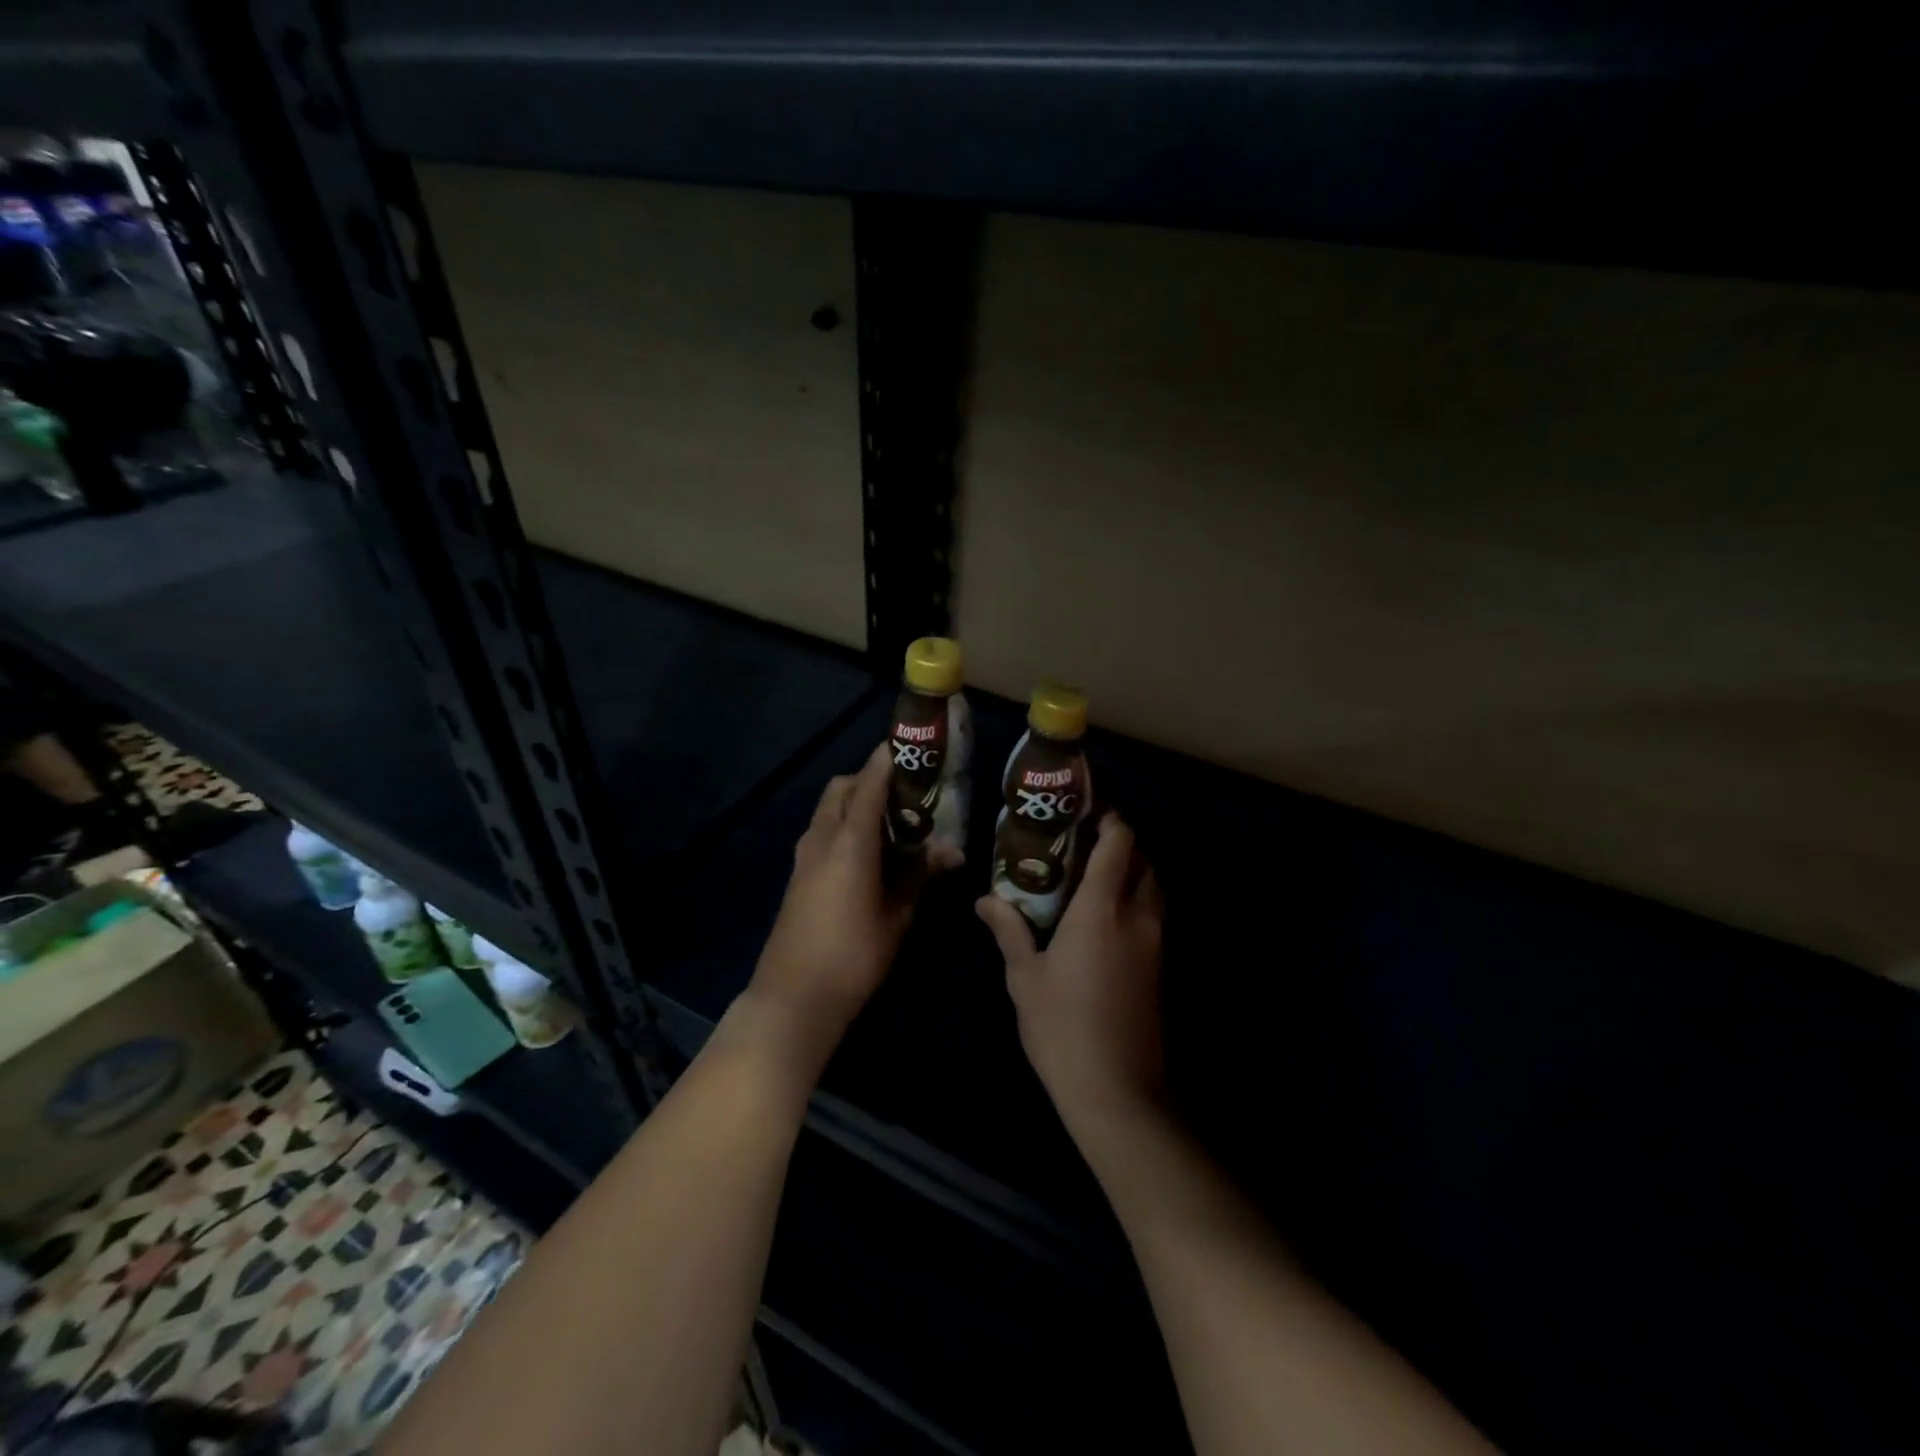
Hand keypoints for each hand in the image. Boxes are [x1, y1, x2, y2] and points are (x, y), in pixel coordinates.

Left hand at [747, 742, 948, 1048]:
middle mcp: (821, 838)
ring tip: (893, 820)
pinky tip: (870, 850)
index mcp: (849, 842)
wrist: (793, 997)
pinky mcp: (798, 873)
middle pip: (842, 788)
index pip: (868, 783)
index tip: (909, 745)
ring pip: (829, 808)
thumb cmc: (853, 956)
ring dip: (856, 801)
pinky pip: (822, 830)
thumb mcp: (897, 916)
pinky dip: (844, 823)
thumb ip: (921, 875)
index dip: (887, 759)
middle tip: (907, 792)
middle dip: (870, 778)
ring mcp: (804, 855)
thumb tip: (954, 849)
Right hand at [977, 814, 1166, 1141]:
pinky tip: (1107, 919)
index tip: (1088, 809)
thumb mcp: (1025, 978)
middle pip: (1145, 860)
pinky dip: (1137, 901)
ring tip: (1096, 876)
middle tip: (1086, 842)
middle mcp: (1136, 917)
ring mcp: (1155, 944)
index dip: (1111, 819)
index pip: (1119, 844)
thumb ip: (1009, 931)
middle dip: (1123, 843)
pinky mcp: (1160, 968)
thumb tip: (986, 900)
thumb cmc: (1062, 1028)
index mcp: (1101, 909)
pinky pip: (1154, 916)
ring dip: (1134, 872)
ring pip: (1154, 888)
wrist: (1118, 1092)